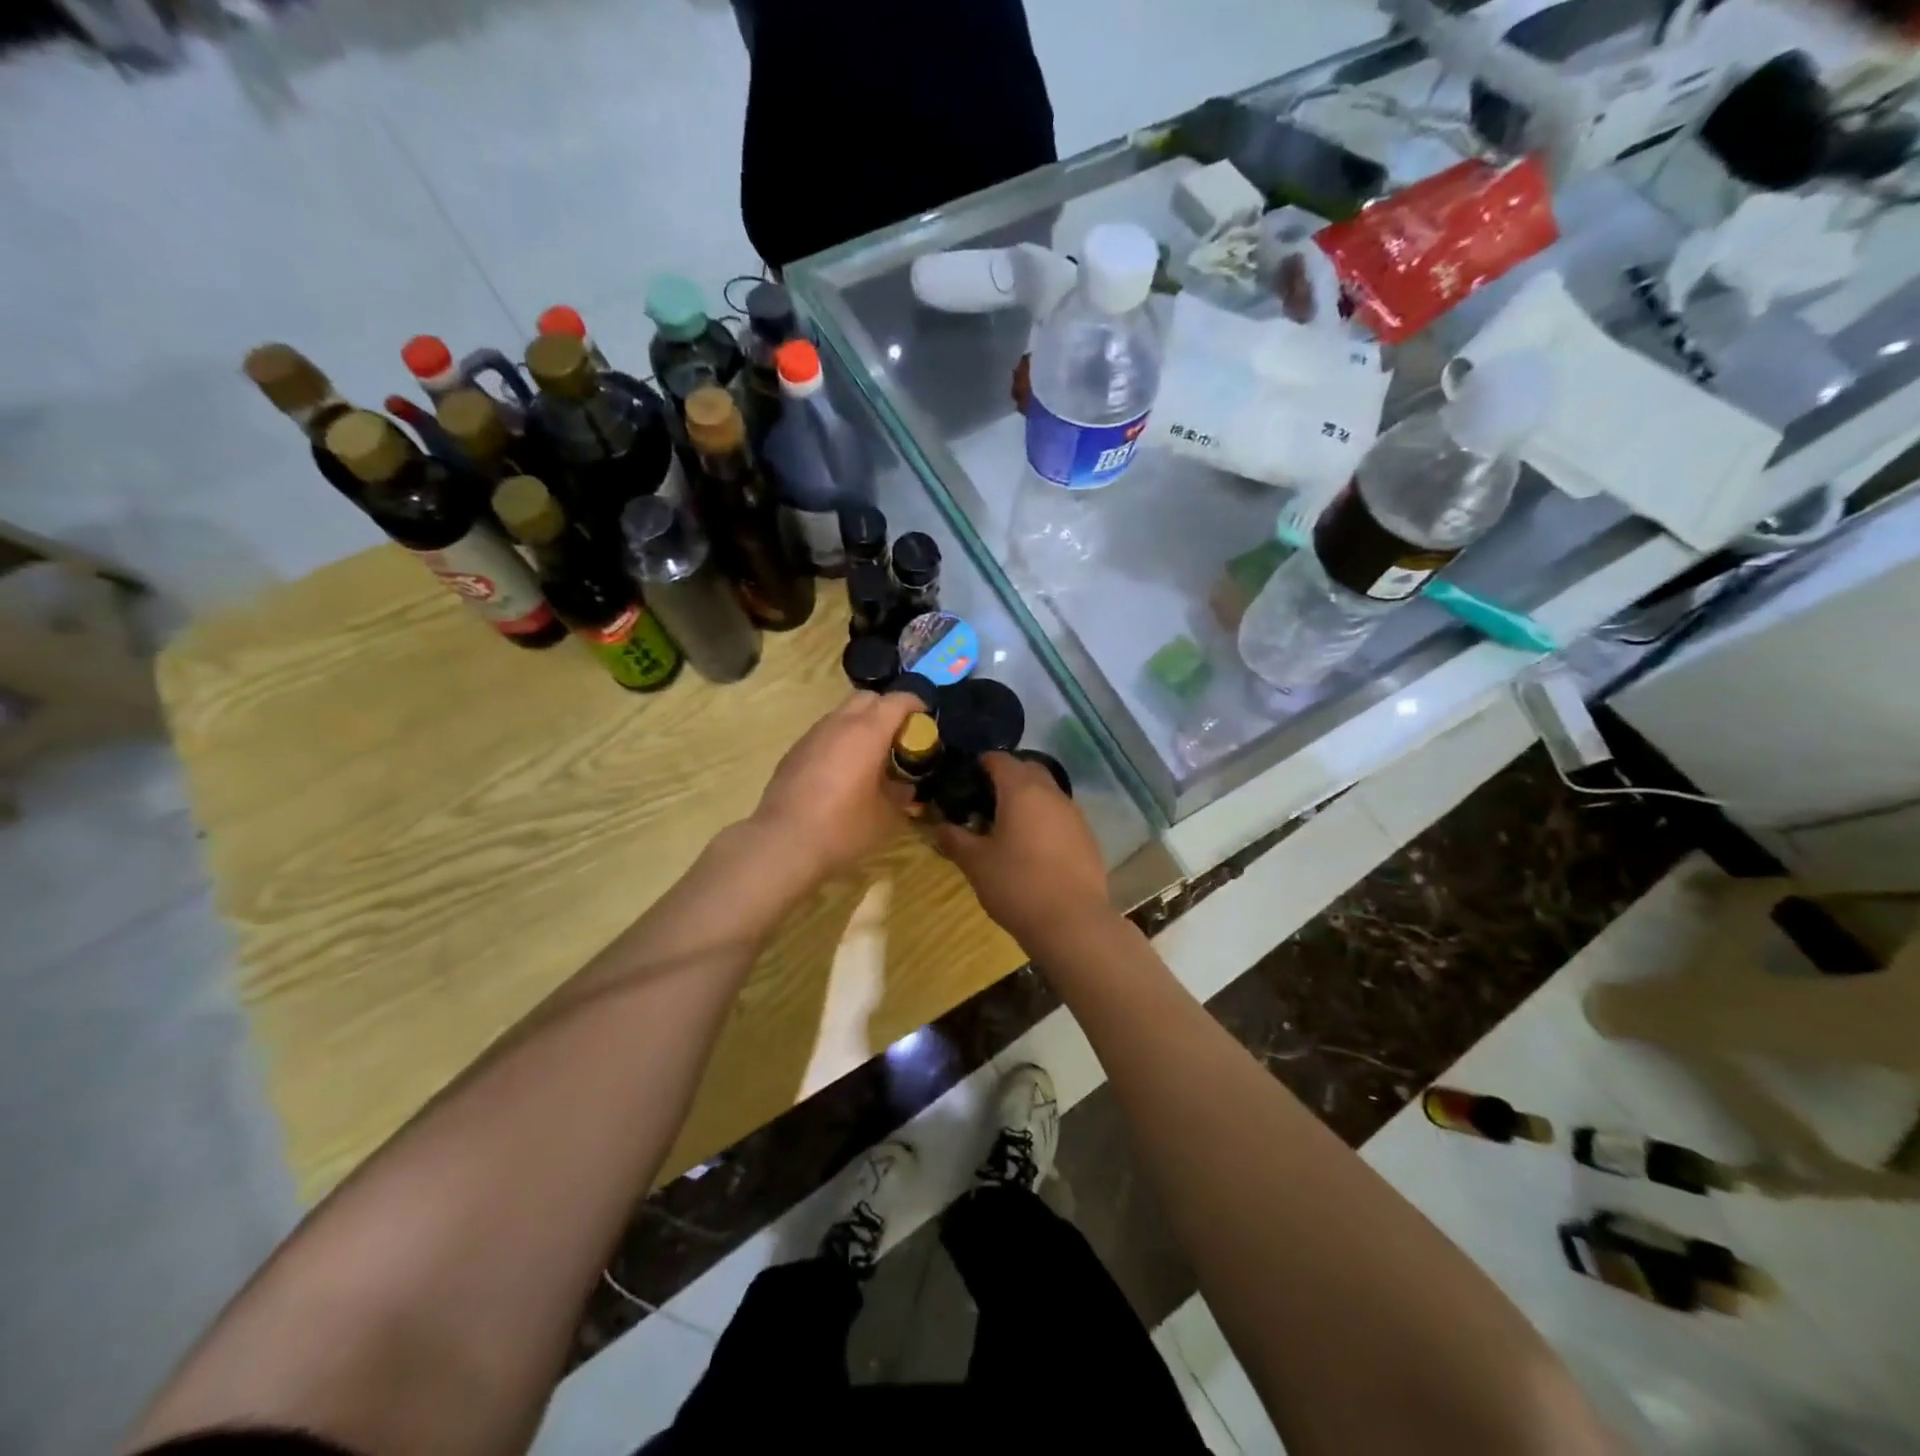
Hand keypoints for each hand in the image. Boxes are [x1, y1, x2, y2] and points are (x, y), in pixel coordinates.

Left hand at [750, 691, 923, 882]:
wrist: (783, 843)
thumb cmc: (843, 827)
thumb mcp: (887, 816)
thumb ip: (901, 794)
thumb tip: (905, 787)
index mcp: (868, 732)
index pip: (898, 701)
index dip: (916, 705)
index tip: (926, 721)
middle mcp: (839, 724)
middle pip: (868, 698)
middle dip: (887, 709)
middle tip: (898, 737)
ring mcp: (812, 735)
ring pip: (843, 714)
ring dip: (861, 724)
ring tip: (871, 755)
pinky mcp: (794, 751)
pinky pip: (825, 734)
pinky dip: (840, 740)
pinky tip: (842, 771)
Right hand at [934, 752, 1110, 946]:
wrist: (1072, 922)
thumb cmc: (1017, 885)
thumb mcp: (976, 863)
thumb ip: (955, 839)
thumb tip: (939, 827)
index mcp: (1021, 790)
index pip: (1000, 759)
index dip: (981, 764)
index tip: (966, 779)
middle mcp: (1052, 793)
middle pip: (1028, 770)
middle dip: (1008, 777)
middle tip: (986, 800)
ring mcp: (1075, 814)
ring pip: (1048, 792)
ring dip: (1029, 799)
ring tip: (1009, 825)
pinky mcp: (1088, 837)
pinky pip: (1062, 816)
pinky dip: (1046, 820)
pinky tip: (1034, 847)